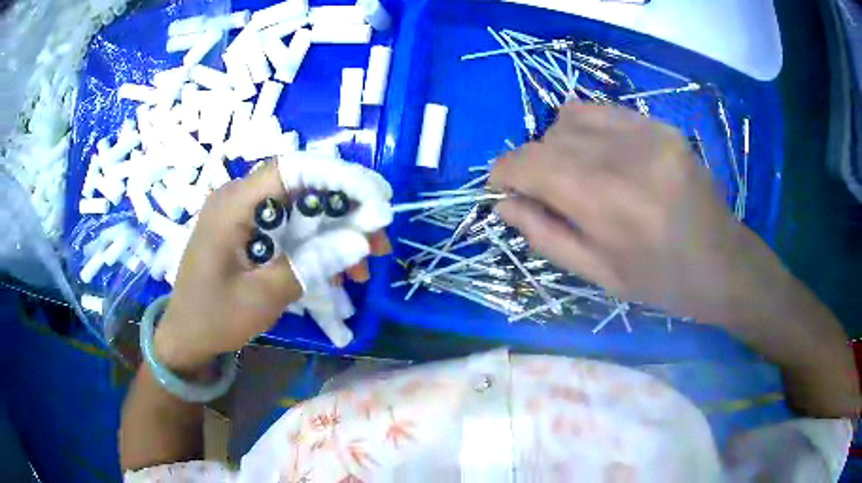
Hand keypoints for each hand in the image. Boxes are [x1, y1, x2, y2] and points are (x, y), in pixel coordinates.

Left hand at [153, 161, 389, 371]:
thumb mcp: (263, 297)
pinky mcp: (249, 229)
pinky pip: (289, 226)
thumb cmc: (214, 317)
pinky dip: (316, 243)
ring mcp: (243, 213)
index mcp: (233, 205)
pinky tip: (338, 269)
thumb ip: (310, 265)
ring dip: (335, 230)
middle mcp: (239, 198)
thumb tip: (360, 241)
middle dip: (345, 208)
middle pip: (301, 186)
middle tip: (379, 237)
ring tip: (365, 262)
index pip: (291, 169)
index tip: (375, 198)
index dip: (337, 176)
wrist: (185, 335)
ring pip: (300, 207)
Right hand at [490, 103, 767, 322]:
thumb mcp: (598, 275)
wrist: (723, 263)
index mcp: (606, 202)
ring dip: (558, 142)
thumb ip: (545, 236)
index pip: (528, 163)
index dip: (503, 172)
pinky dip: (587, 129)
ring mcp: (646, 133)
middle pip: (547, 138)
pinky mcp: (661, 125)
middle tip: (545, 191)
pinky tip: (602, 156)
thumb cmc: (661, 282)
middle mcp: (623, 155)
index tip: (501, 188)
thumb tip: (503, 203)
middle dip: (531, 163)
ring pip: (571, 116)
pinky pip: (603, 111)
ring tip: (575, 171)